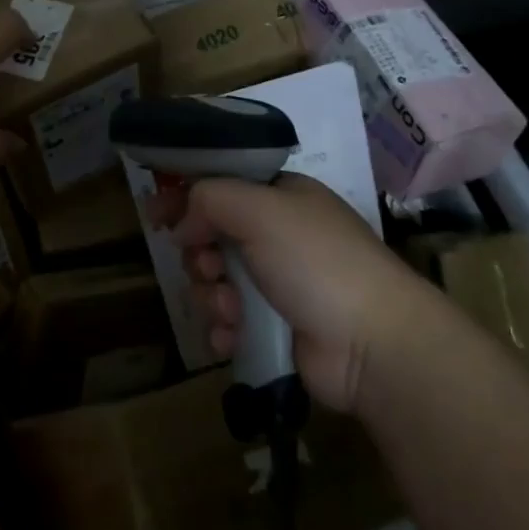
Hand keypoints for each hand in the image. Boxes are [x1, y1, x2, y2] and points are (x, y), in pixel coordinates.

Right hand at [164, 174, 420, 411]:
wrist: (373, 345)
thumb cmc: (316, 261)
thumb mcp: (260, 209)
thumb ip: (210, 198)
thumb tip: (183, 222)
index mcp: (282, 197)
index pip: (222, 183)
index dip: (186, 194)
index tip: (155, 212)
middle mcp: (278, 235)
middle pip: (211, 234)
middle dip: (200, 254)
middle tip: (208, 267)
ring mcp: (277, 283)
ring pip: (214, 280)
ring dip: (211, 295)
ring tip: (230, 311)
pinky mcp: (274, 327)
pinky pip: (228, 320)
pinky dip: (224, 327)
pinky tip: (232, 336)